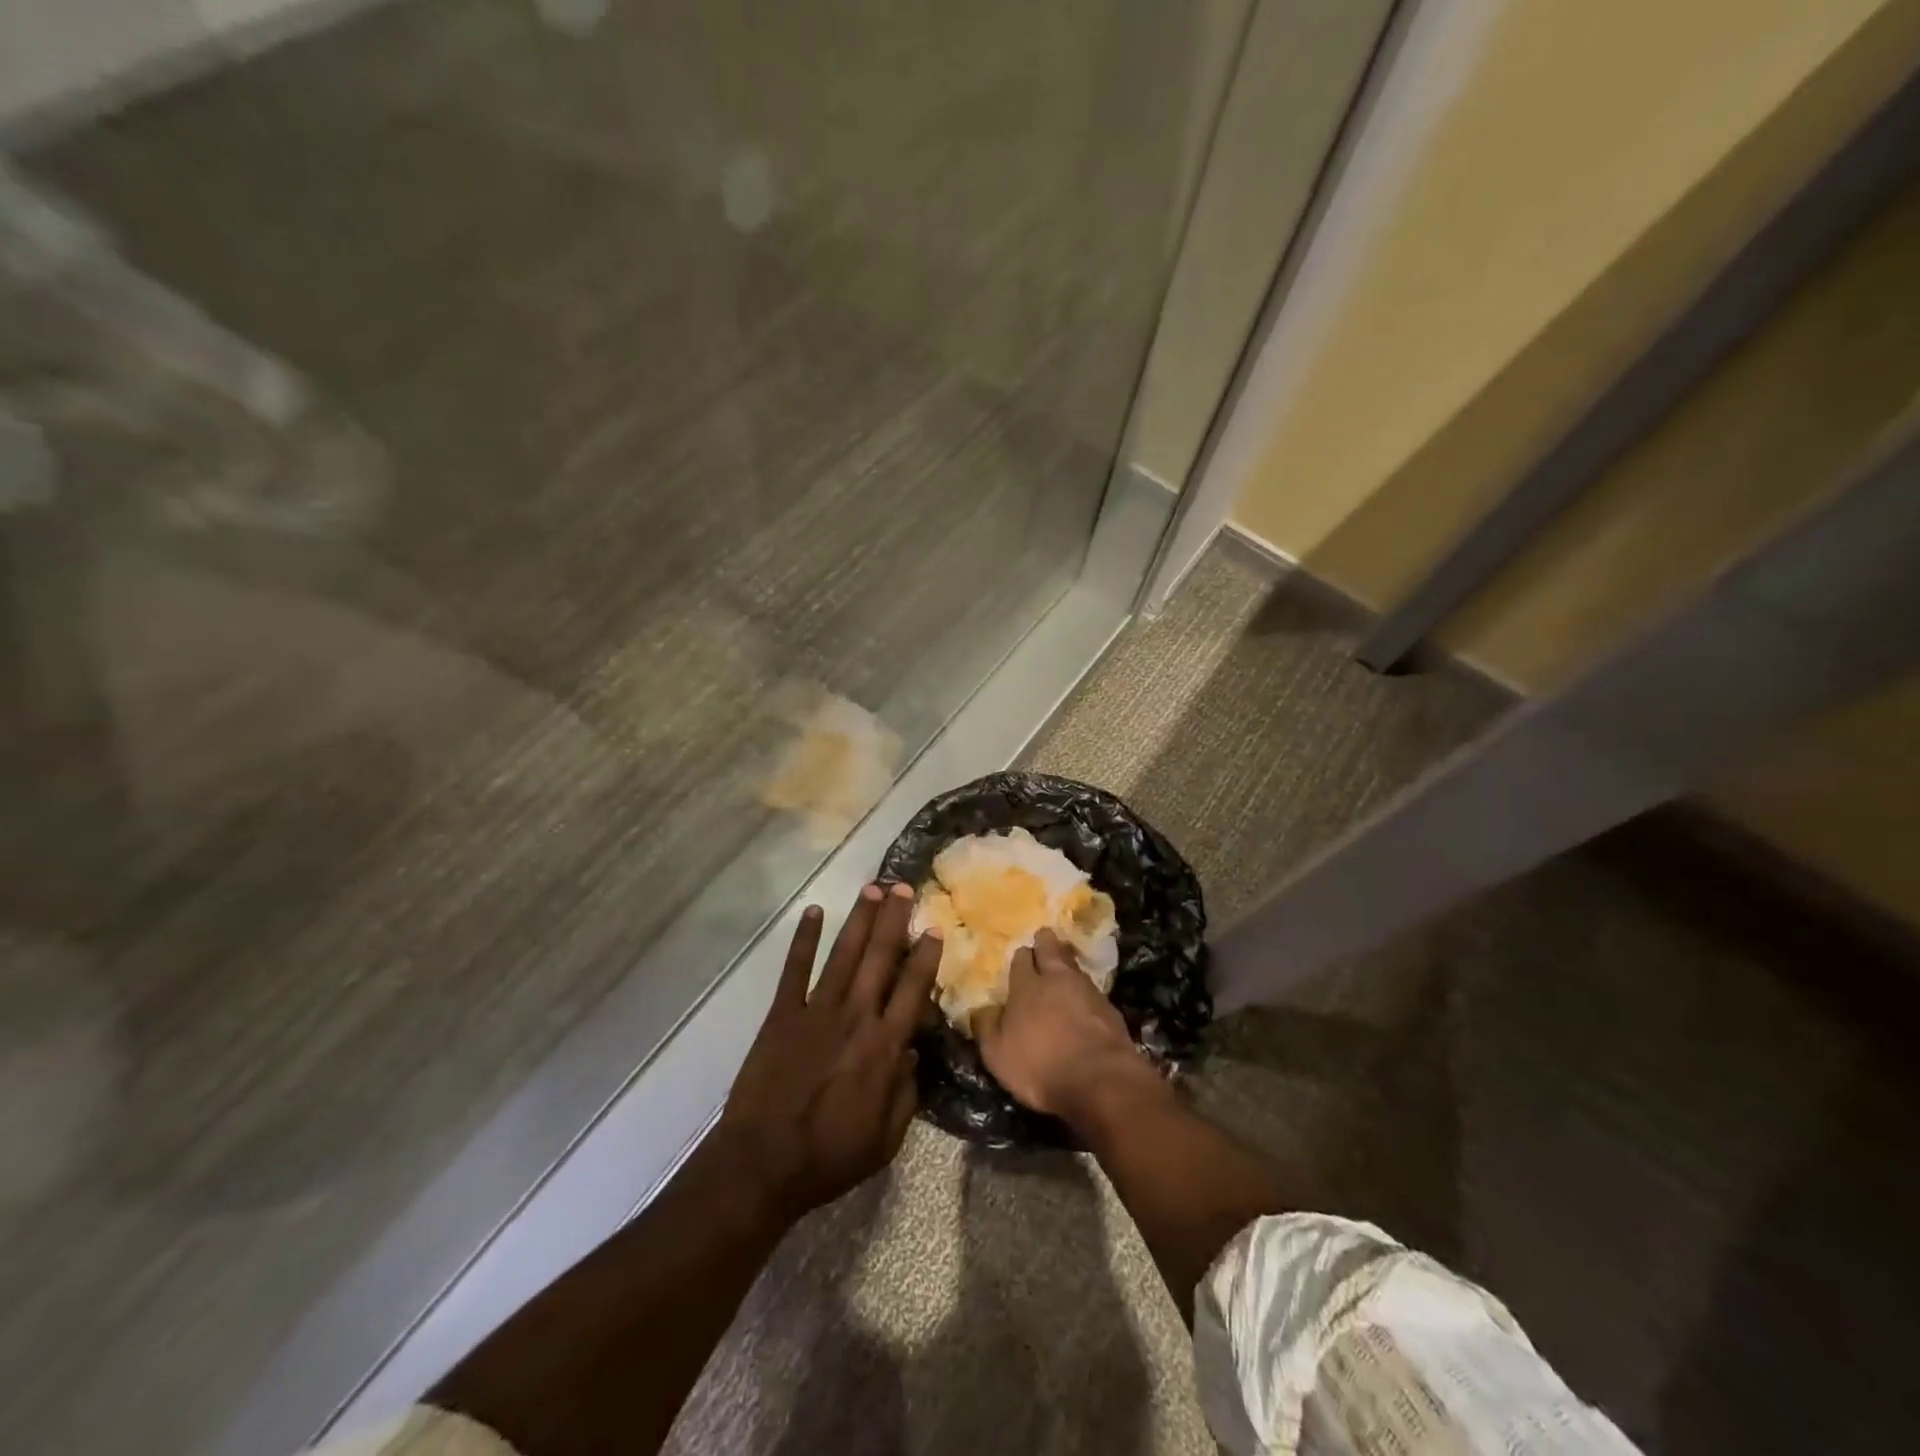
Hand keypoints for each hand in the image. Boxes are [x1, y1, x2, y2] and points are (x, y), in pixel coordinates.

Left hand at [718, 882, 940, 1221]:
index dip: (925, 956)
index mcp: (884, 1046)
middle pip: (880, 958)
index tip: (934, 928)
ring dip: (860, 920)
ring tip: (873, 889)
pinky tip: (813, 912)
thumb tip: (910, 1052)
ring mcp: (816, 1011)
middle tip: (903, 887)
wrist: (763, 1163)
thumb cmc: (830, 1156)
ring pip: (843, 954)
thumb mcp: (886, 1139)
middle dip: (895, 920)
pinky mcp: (781, 1014)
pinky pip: (794, 969)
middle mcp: (855, 1016)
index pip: (913, 989)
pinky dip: (803, 939)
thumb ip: (906, 1092)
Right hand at [972, 928, 1149, 1119]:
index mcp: (1026, 986)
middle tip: (1044, 937)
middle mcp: (1056, 979)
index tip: (1021, 957)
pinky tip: (1084, 999)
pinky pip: (1092, 989)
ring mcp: (1087, 990)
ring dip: (1067, 963)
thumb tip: (983, 1008)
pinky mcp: (1109, 1008)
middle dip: (1046, 942)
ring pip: (1074, 966)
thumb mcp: (997, 1054)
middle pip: (1051, 950)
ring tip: (1064, 965)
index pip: (1021, 958)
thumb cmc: (1039, 1066)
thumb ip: (987, 1026)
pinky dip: (1085, 990)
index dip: (1021, 957)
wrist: (1098, 1079)